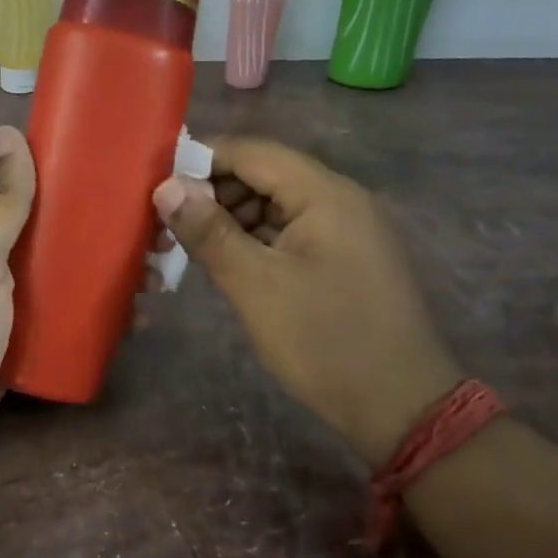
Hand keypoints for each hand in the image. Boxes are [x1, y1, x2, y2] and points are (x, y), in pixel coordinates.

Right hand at [153, 136, 461, 468]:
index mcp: (324, 194)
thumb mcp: (256, 286)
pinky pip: (290, 230)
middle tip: (166, 224)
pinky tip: (227, 262)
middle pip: (262, 174)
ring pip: (274, 203)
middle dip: (212, 192)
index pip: (250, 151)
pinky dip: (254, 239)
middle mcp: (339, 198)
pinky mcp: (344, 256)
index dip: (199, 160)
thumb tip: (165, 186)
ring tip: (188, 247)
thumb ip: (209, 232)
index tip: (155, 186)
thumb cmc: (325, 341)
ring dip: (230, 218)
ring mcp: (346, 228)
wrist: (401, 406)